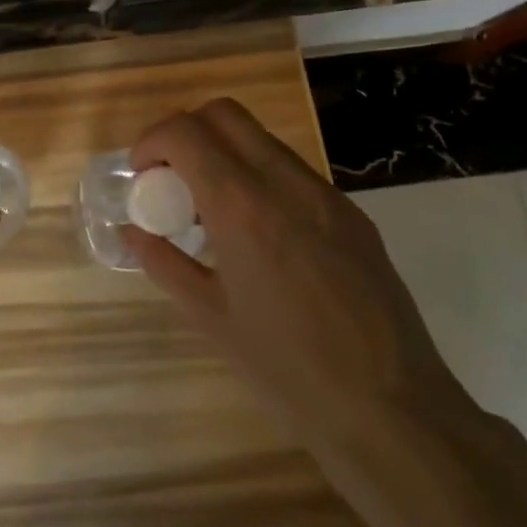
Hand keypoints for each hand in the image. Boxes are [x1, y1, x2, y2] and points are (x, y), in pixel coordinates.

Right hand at [124, 98, 474, 469]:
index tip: (142, 175)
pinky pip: (293, 172)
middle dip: (187, 132)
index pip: (186, 133)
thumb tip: (132, 232)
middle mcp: (286, 184)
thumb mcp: (211, 318)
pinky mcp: (353, 215)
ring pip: (262, 139)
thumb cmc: (288, 371)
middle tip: (171, 177)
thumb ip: (164, 262)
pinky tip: (258, 234)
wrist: (393, 412)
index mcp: (243, 207)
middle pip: (225, 114)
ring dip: (225, 153)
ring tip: (212, 209)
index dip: (152, 142)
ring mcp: (326, 196)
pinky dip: (260, 177)